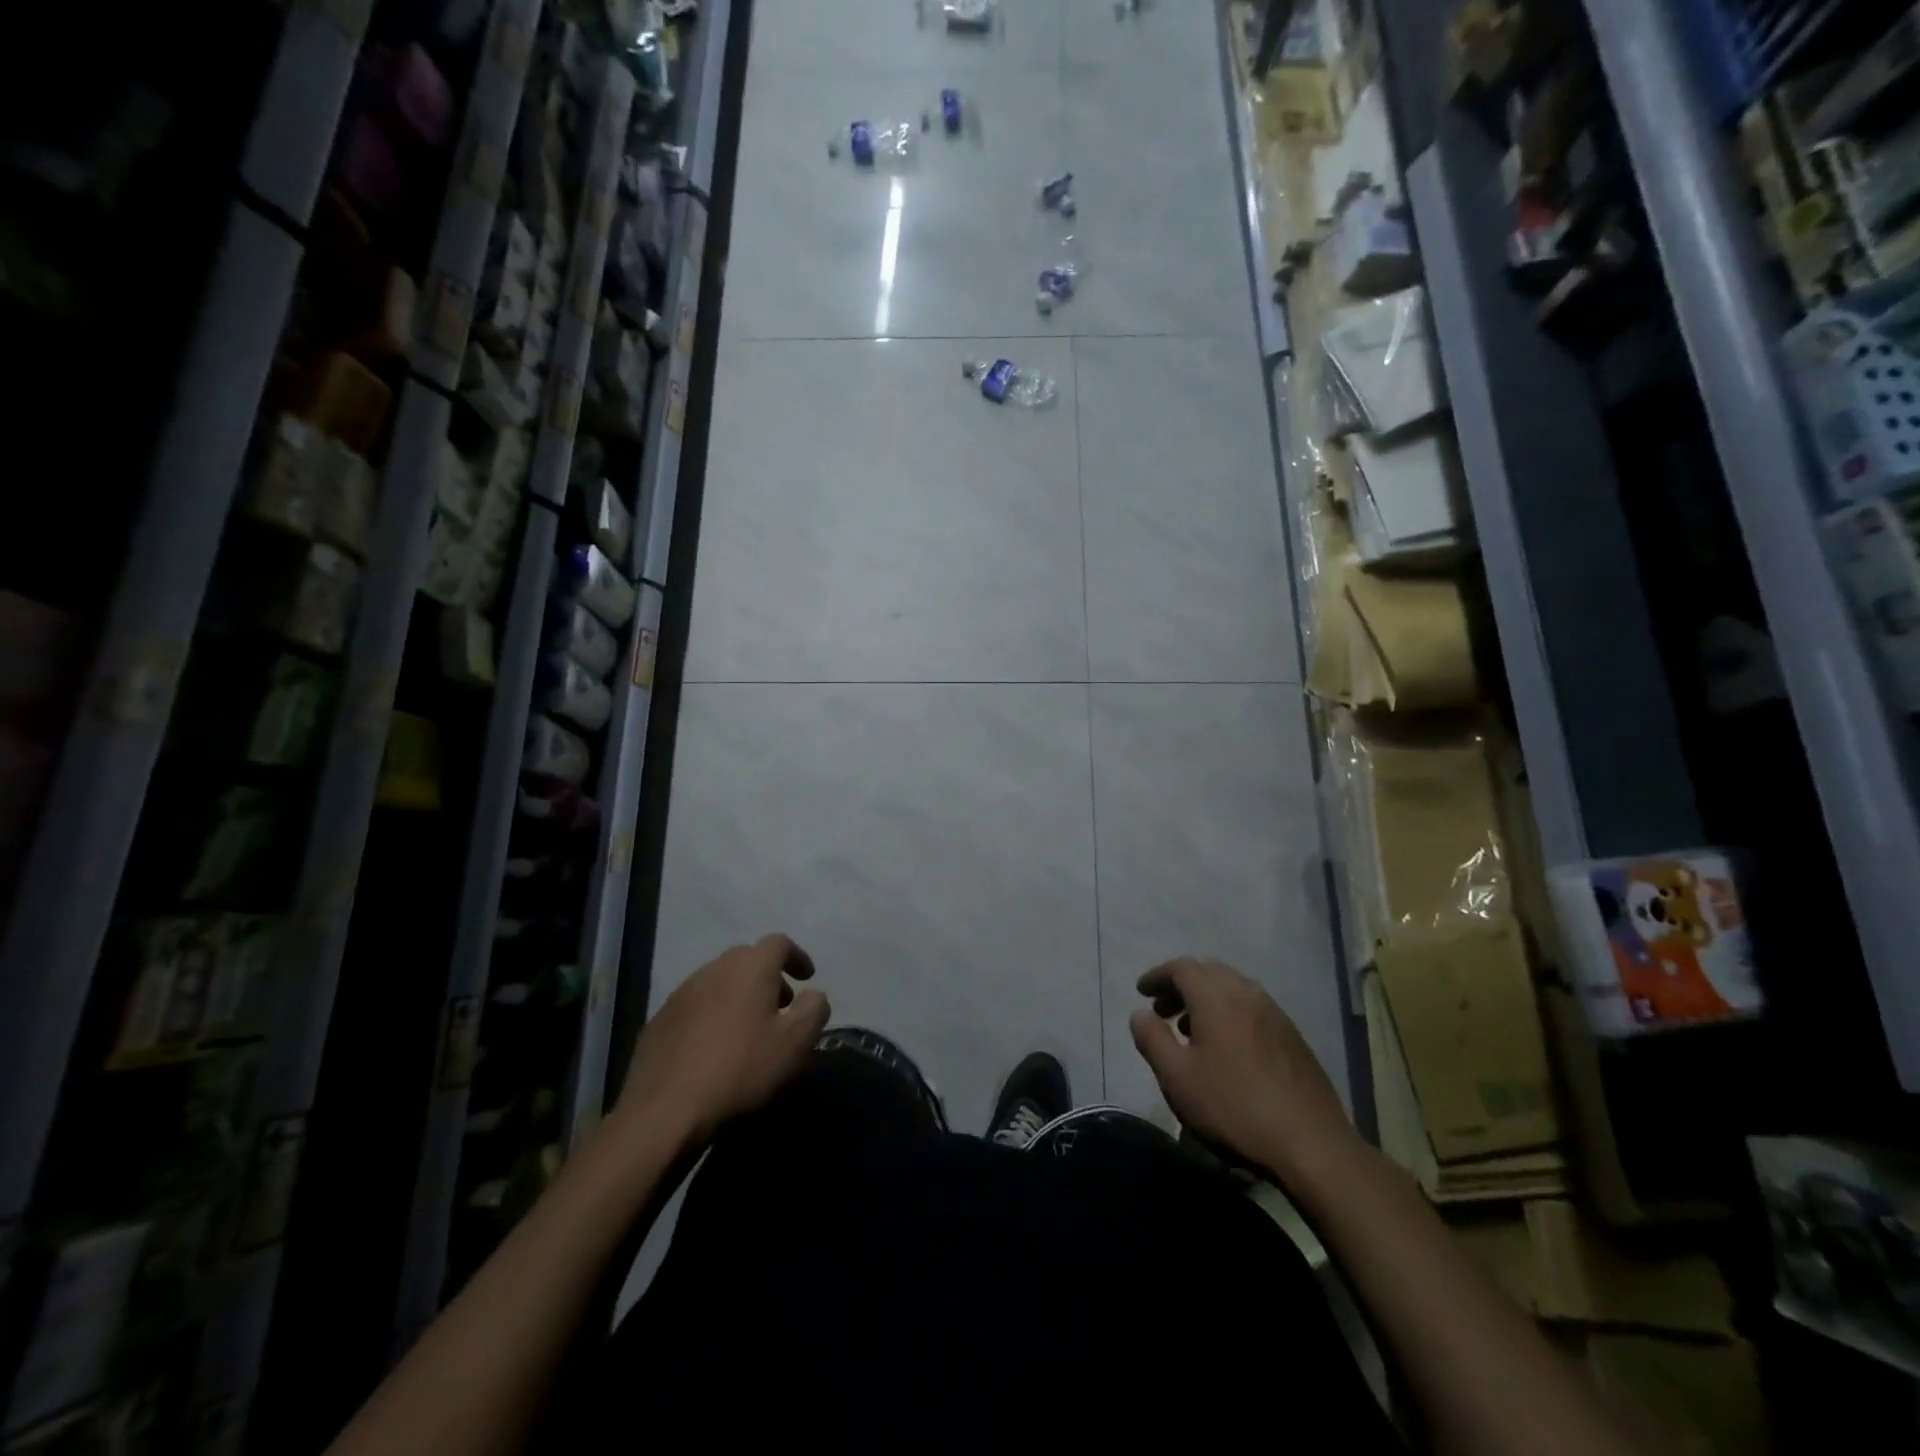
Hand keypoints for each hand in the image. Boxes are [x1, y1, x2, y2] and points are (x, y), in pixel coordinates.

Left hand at [615, 934, 829, 1147]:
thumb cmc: (741, 1069)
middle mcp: (714, 969)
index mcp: (750, 967)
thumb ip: (814, 1010)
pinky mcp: (659, 1020)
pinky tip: (714, 1047)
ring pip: (719, 981)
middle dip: (768, 976)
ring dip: (739, 994)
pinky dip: (712, 1014)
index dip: (797, 957)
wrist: (665, 1110)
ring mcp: (681, 993)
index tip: (807, 979)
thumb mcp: (795, 1043)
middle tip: (780, 1006)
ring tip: (748, 1028)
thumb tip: (813, 995)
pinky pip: (696, 1005)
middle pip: (747, 959)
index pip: (779, 943)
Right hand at [1128, 957, 1357, 1185]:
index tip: (1141, 992)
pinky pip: (1252, 1007)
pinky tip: (1226, 1048)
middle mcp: (1248, 995)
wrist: (1311, 1145)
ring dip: (1206, 999)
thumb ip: (1152, 1039)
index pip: (1182, 967)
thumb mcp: (1177, 1078)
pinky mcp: (1293, 1037)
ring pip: (1233, 988)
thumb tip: (1139, 1013)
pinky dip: (1229, 1012)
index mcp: (1218, 998)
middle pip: (1209, 972)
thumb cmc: (1234, 1108)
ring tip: (1190, 1030)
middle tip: (1162, 1010)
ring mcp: (1275, 1015)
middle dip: (1181, 984)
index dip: (1158, 975)